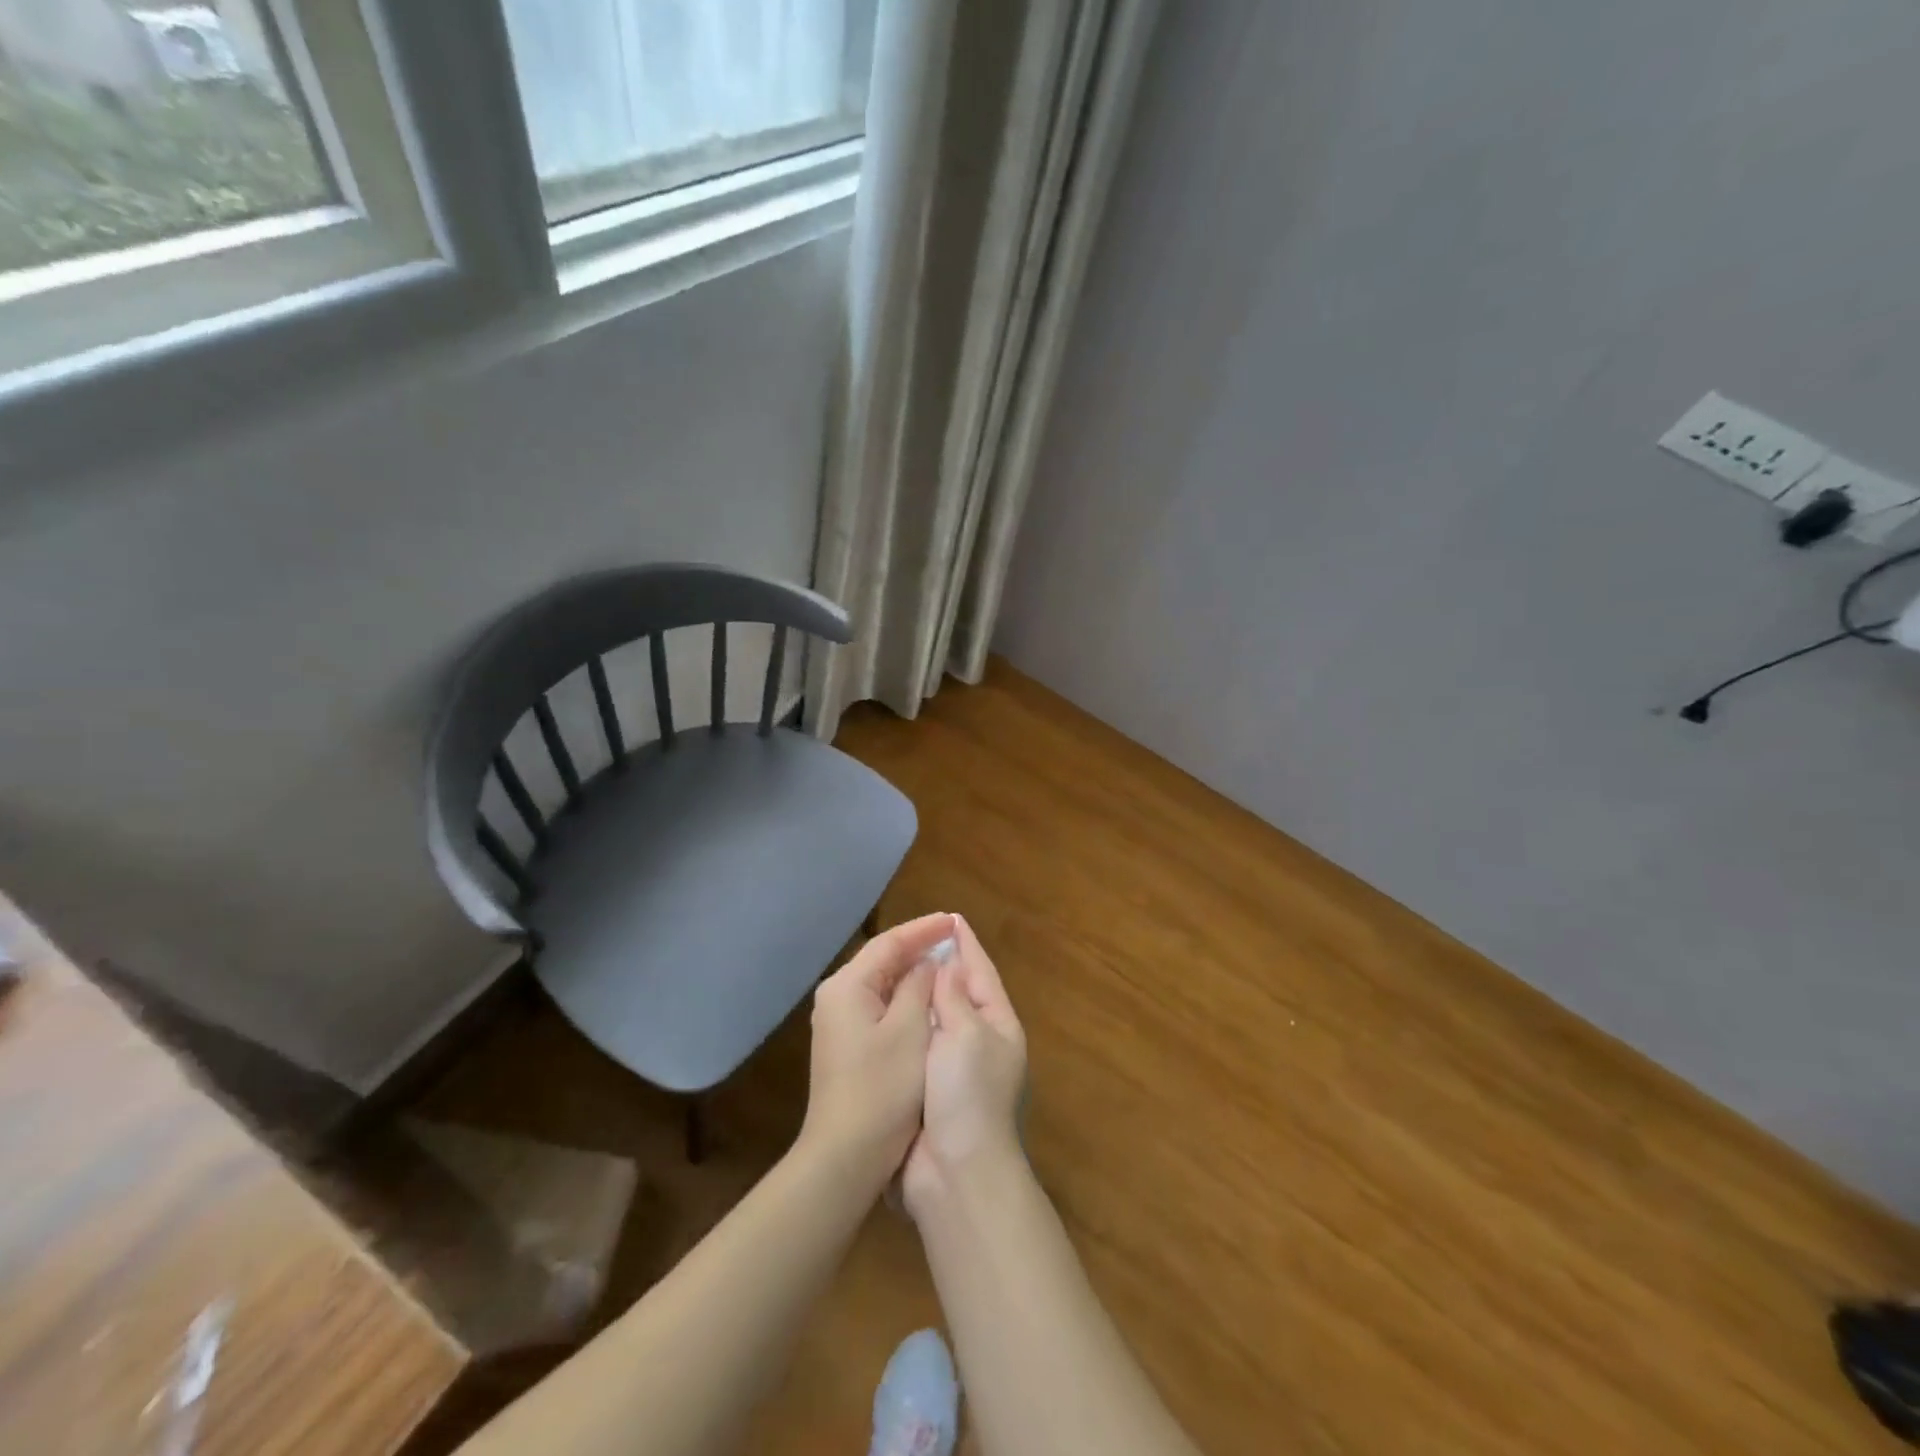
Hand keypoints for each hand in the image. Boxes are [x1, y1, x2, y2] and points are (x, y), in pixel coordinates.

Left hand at [799, 912, 954, 1189]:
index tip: (954, 921)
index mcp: (847, 987)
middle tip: (952, 936)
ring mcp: (838, 1023)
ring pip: (881, 983)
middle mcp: (837, 997)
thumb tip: (926, 963)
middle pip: (881, 959)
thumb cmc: (882, 1088)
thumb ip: (919, 986)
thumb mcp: (910, 1030)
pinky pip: (878, 1005)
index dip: (924, 929)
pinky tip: (925, 998)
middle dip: (917, 947)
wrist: (845, 1156)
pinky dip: (903, 996)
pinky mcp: (845, 1045)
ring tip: (944, 960)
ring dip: (911, 972)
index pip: (889, 943)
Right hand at [903, 914, 1027, 1219]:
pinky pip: (917, 1044)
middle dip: (941, 966)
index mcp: (998, 1025)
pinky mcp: (928, 1090)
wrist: (956, 1174)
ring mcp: (954, 1069)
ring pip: (936, 1018)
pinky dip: (907, 1024)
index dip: (965, 944)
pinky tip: (887, 1013)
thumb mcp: (967, 1034)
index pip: (981, 972)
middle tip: (915, 937)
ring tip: (898, 966)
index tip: (949, 917)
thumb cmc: (967, 1094)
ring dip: (921, 994)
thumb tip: (949, 963)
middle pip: (960, 992)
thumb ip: (955, 996)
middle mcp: (980, 1042)